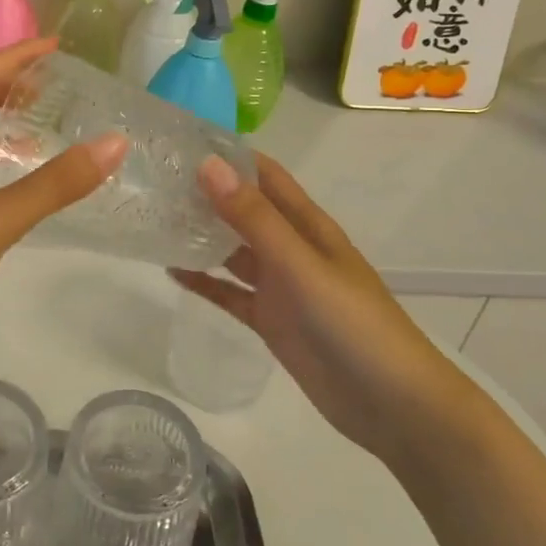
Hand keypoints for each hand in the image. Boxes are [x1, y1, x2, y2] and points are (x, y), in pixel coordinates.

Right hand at [171, 153, 462, 456]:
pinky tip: (171, 271)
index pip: (264, 176)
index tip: (181, 141)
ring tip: (154, 218)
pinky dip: (204, 281)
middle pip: (243, 210)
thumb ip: (254, 218)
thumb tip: (208, 165)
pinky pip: (229, 293)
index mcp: (306, 225)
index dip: (229, 155)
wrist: (390, 404)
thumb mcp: (300, 265)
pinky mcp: (269, 320)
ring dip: (200, 234)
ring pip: (232, 250)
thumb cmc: (353, 324)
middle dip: (205, 192)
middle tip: (154, 179)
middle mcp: (291, 248)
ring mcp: (279, 286)